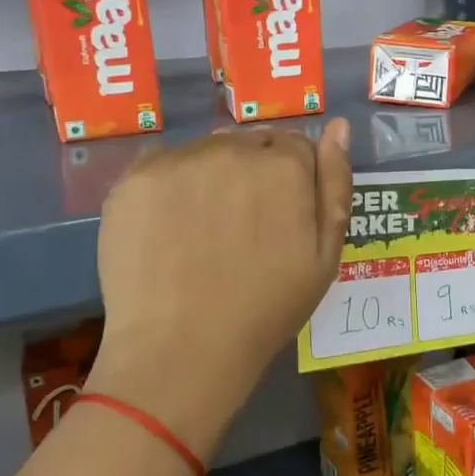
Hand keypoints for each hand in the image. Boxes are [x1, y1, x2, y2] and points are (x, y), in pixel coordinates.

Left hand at [87, 119, 352, 459]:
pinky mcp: (135, 178)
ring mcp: (180, 161)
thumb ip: (335, 183)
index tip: (279, 215)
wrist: (182, 349)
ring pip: (206, 150)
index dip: (290, 180)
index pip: (295, 146)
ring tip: (203, 228)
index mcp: (285, 166)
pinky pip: (163, 164)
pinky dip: (170, 185)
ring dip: (212, 174)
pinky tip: (169, 226)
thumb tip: (339, 126)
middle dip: (253, 171)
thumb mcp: (325, 255)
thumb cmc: (266, 309)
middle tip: (241, 224)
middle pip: (250, 143)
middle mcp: (234, 149)